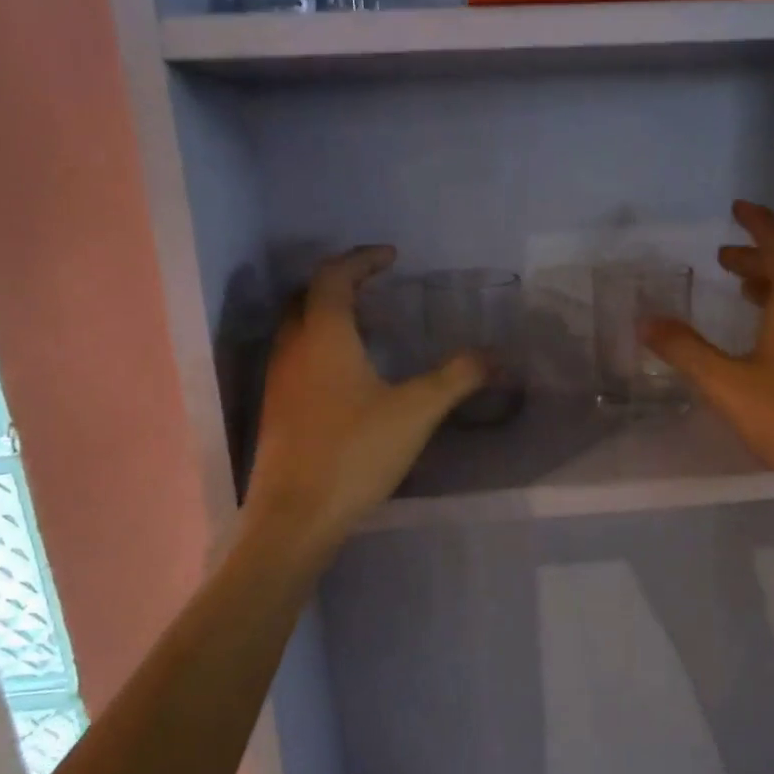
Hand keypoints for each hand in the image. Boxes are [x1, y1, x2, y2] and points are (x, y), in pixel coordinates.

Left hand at [245, 247, 484, 551]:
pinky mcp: (277, 408)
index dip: (362, 260)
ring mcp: (279, 379)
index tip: (392, 256)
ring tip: (370, 325)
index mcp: (323, 336)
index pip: (334, 277)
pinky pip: (297, 354)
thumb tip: (496, 355)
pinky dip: (322, 343)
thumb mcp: (416, 412)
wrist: (296, 516)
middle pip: (308, 295)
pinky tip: (350, 373)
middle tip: (377, 284)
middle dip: (342, 281)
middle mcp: (292, 348)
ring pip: (299, 326)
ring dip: (330, 313)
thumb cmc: (355, 453)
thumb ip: (456, 377)